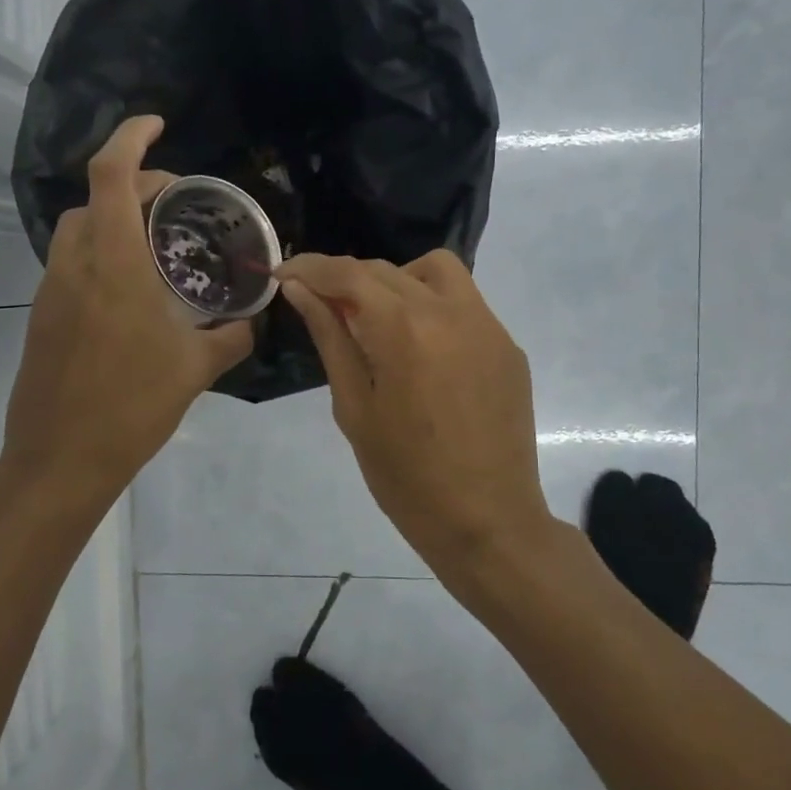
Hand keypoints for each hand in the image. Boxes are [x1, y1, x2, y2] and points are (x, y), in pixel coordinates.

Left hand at [0, 116, 252, 504]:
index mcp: (114, 266)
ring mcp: (52, 291)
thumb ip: (230, 337)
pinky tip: (131, 292)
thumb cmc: (131, 407)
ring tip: (153, 245)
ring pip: (77, 230)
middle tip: (173, 204)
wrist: (60, 459)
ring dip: (112, 220)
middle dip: (132, 185)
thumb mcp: (195, 370)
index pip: (110, 176)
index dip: (131, 138)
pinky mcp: (42, 316)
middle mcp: (75, 266)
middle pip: (94, 199)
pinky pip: (70, 265)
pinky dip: (99, 255)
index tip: (157, 125)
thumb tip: (251, 321)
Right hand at [275, 251, 553, 587]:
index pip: (348, 274)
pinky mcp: (507, 346)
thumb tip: (301, 291)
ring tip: (378, 322)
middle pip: (386, 269)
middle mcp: (450, 311)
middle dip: (346, 279)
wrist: (487, 522)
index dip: (310, 268)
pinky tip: (421, 350)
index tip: (283, 273)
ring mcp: (487, 325)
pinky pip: (464, 304)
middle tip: (322, 307)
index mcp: (404, 329)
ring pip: (435, 271)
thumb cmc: (406, 477)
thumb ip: (331, 339)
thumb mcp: (355, 409)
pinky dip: (431, 307)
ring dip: (397, 280)